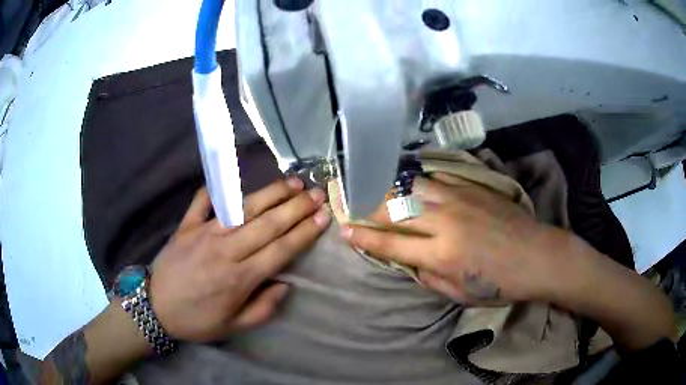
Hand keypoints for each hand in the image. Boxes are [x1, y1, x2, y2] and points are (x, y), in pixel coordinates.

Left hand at [149, 178, 330, 341]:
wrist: (155, 308)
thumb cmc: (197, 320)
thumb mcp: (234, 327)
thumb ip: (263, 309)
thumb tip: (285, 284)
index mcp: (240, 278)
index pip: (281, 250)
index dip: (305, 232)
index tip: (323, 217)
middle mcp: (226, 250)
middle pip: (268, 224)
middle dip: (296, 207)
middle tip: (317, 193)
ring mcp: (204, 233)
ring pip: (244, 208)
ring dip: (271, 194)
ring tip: (292, 183)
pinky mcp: (187, 225)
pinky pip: (202, 201)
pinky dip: (216, 188)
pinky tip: (231, 177)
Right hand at [341, 175, 566, 305]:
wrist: (537, 256)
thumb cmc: (501, 284)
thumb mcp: (460, 294)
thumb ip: (429, 276)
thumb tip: (409, 260)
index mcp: (441, 255)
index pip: (390, 244)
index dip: (363, 238)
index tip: (345, 231)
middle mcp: (445, 223)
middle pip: (395, 210)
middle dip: (367, 209)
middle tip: (352, 206)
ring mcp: (459, 200)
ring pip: (412, 188)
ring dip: (389, 190)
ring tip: (375, 191)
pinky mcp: (472, 187)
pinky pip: (437, 178)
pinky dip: (418, 180)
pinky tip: (408, 181)